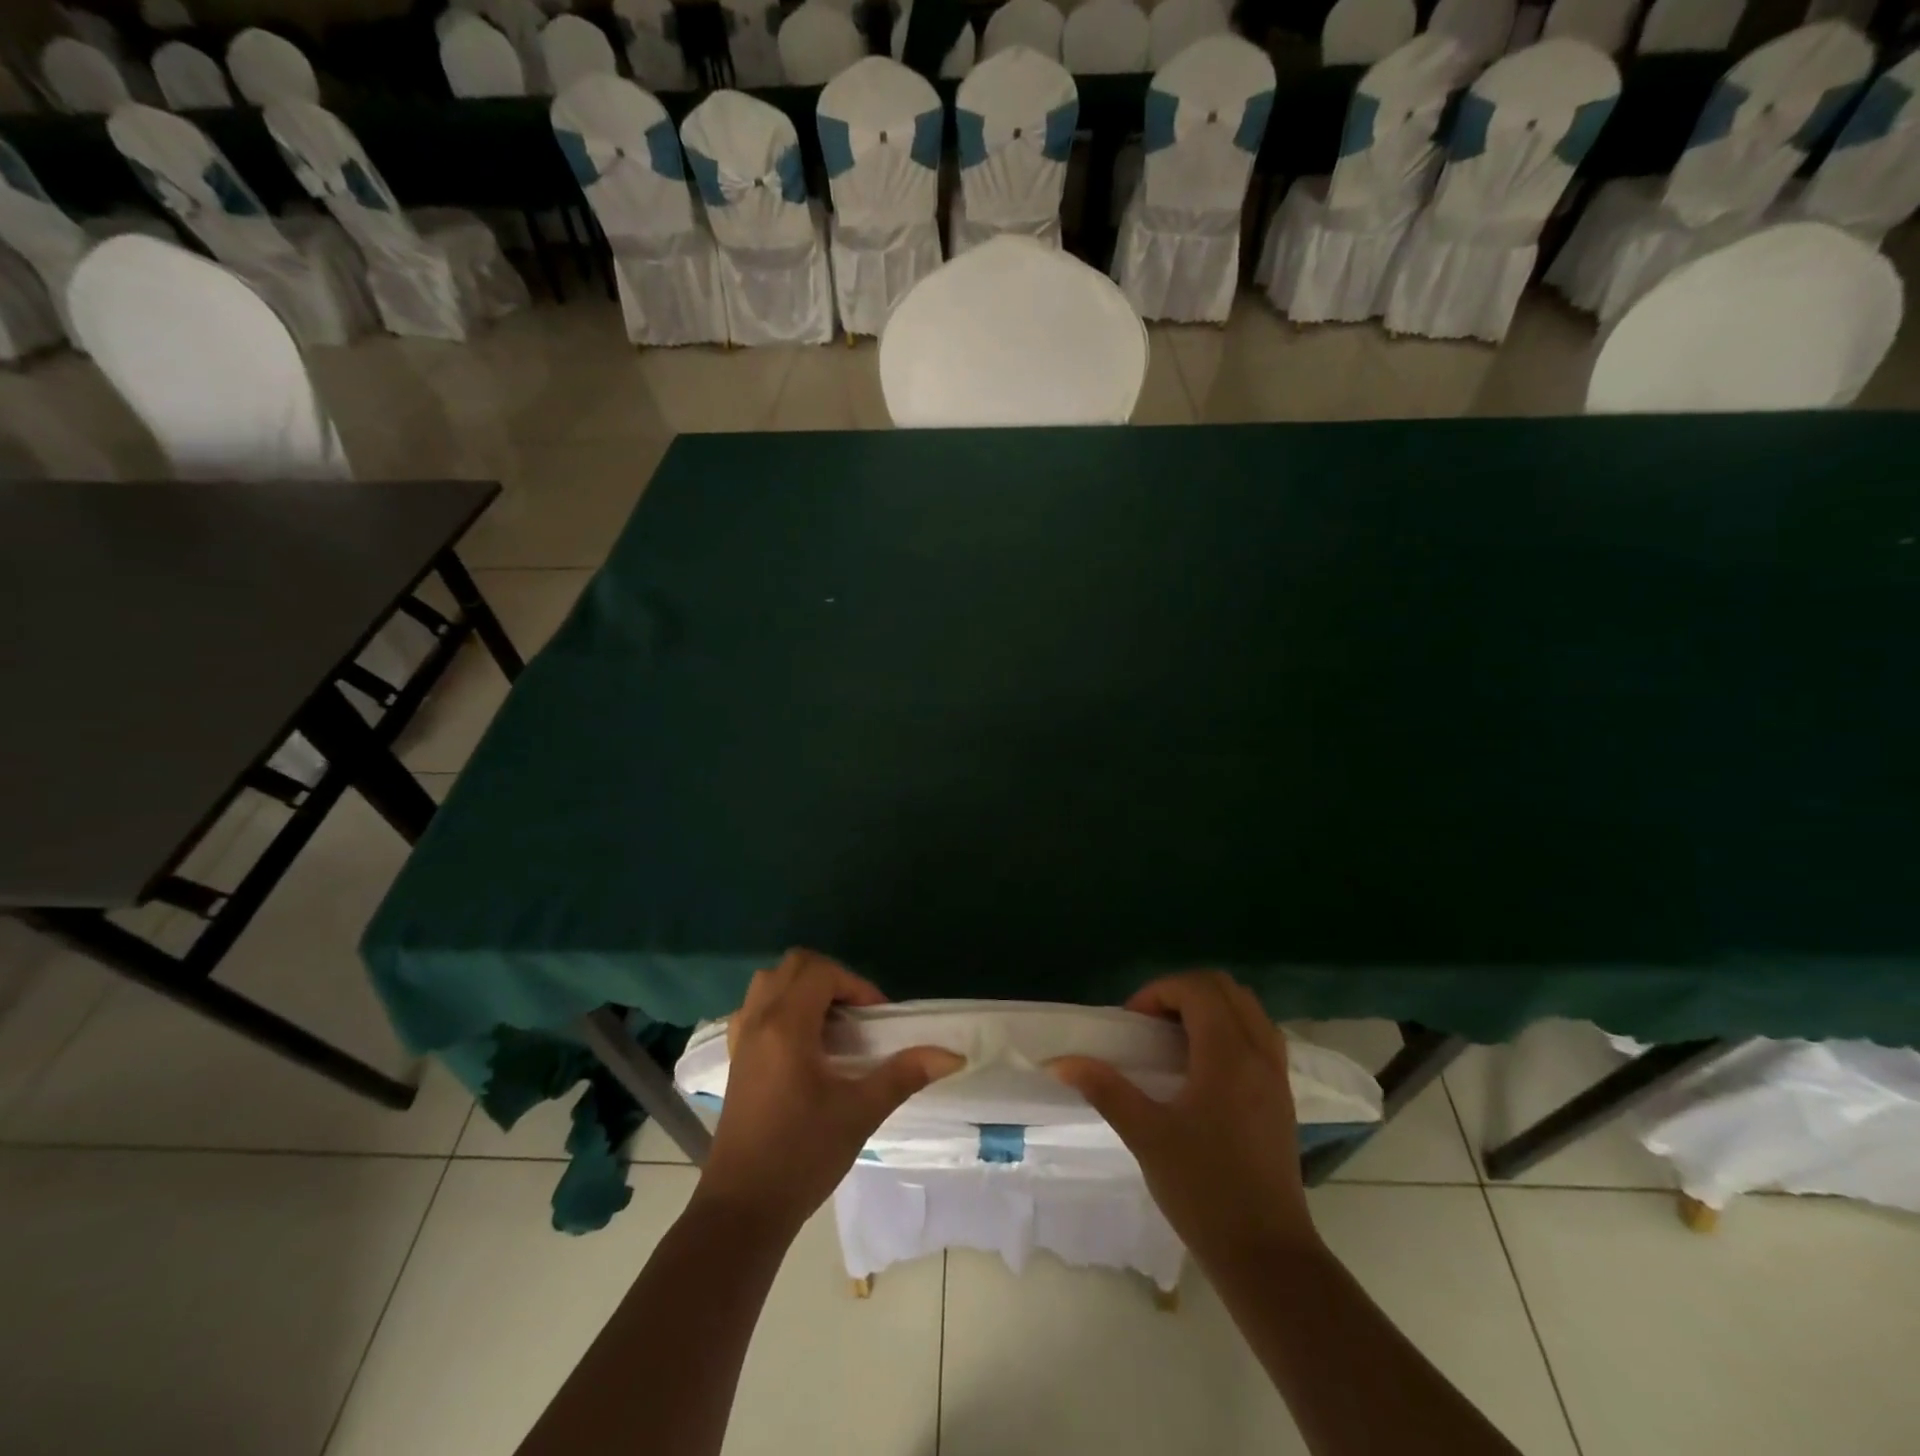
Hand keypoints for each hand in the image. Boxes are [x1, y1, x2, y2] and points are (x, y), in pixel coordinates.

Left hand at [694, 949, 962, 1237]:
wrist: (743, 1210)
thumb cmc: (802, 1156)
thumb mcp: (860, 1113)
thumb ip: (904, 1074)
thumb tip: (952, 1055)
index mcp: (785, 1026)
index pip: (821, 972)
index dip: (856, 985)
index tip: (878, 1018)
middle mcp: (758, 1021)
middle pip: (794, 965)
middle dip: (831, 978)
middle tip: (858, 1015)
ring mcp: (741, 1039)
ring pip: (770, 982)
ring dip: (804, 988)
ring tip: (832, 1025)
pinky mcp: (735, 1059)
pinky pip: (756, 1008)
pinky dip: (781, 1006)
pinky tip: (803, 1043)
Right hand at [1049, 971, 1319, 1268]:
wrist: (1268, 1256)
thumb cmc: (1204, 1192)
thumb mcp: (1146, 1136)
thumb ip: (1105, 1089)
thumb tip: (1060, 1062)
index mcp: (1228, 1056)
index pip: (1196, 989)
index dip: (1158, 992)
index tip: (1132, 1024)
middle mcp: (1259, 1053)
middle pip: (1224, 988)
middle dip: (1182, 992)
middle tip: (1149, 1024)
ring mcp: (1277, 1074)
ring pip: (1247, 1008)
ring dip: (1209, 1007)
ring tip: (1174, 1040)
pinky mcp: (1283, 1096)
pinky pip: (1260, 1034)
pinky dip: (1230, 1028)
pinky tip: (1204, 1066)